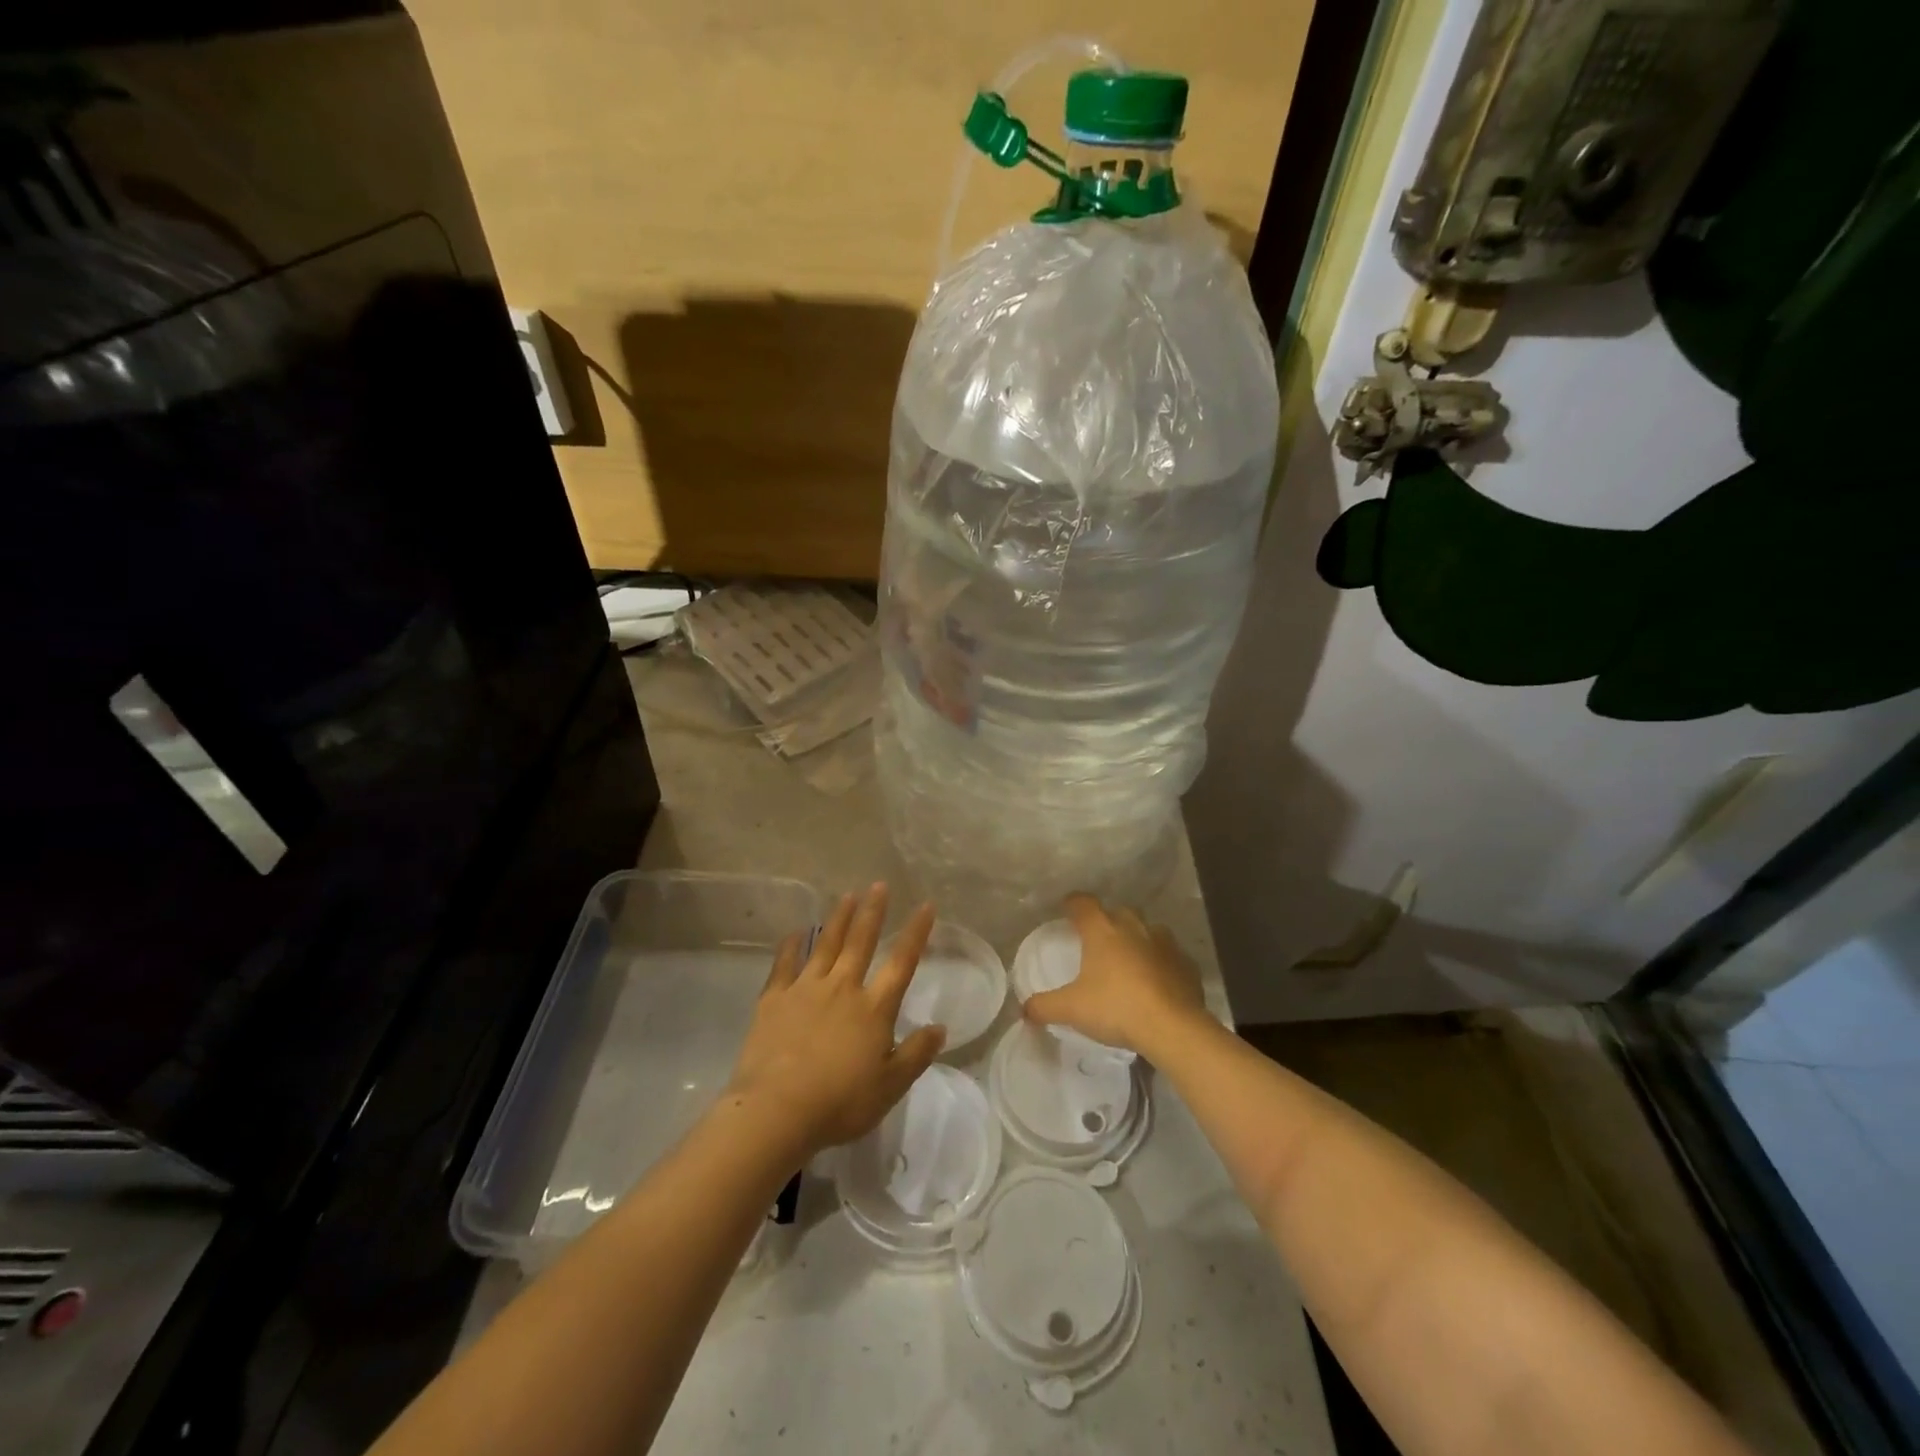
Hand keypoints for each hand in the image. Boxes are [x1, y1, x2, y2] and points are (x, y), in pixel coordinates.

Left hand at [725, 883, 944, 1156]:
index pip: (901, 962)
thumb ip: (916, 1054)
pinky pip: (785, 964)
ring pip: (826, 944)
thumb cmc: (840, 1103)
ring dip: (838, 918)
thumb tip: (940, 1028)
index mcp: (874, 1008)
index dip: (915, 932)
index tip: (924, 905)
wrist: (777, 1110)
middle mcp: (842, 988)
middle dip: (873, 911)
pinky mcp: (775, 999)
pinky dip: (791, 946)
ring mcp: (806, 989)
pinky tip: (794, 933)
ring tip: (847, 896)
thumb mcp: (890, 1087)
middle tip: (879, 884)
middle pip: (861, 942)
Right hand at [1023, 894, 1207, 1057]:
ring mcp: (1165, 943)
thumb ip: (1044, 1006)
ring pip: (1148, 930)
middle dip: (1108, 920)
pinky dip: (1161, 963)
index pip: (1083, 903)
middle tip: (1098, 939)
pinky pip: (1169, 956)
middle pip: (1118, 912)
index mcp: (1102, 930)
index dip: (1072, 903)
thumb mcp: (1072, 1009)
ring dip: (1137, 939)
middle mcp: (1134, 927)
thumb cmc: (1116, 1007)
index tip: (1066, 908)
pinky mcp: (1186, 964)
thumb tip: (1023, 1009)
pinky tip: (1156, 982)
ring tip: (1129, 959)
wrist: (1173, 1027)